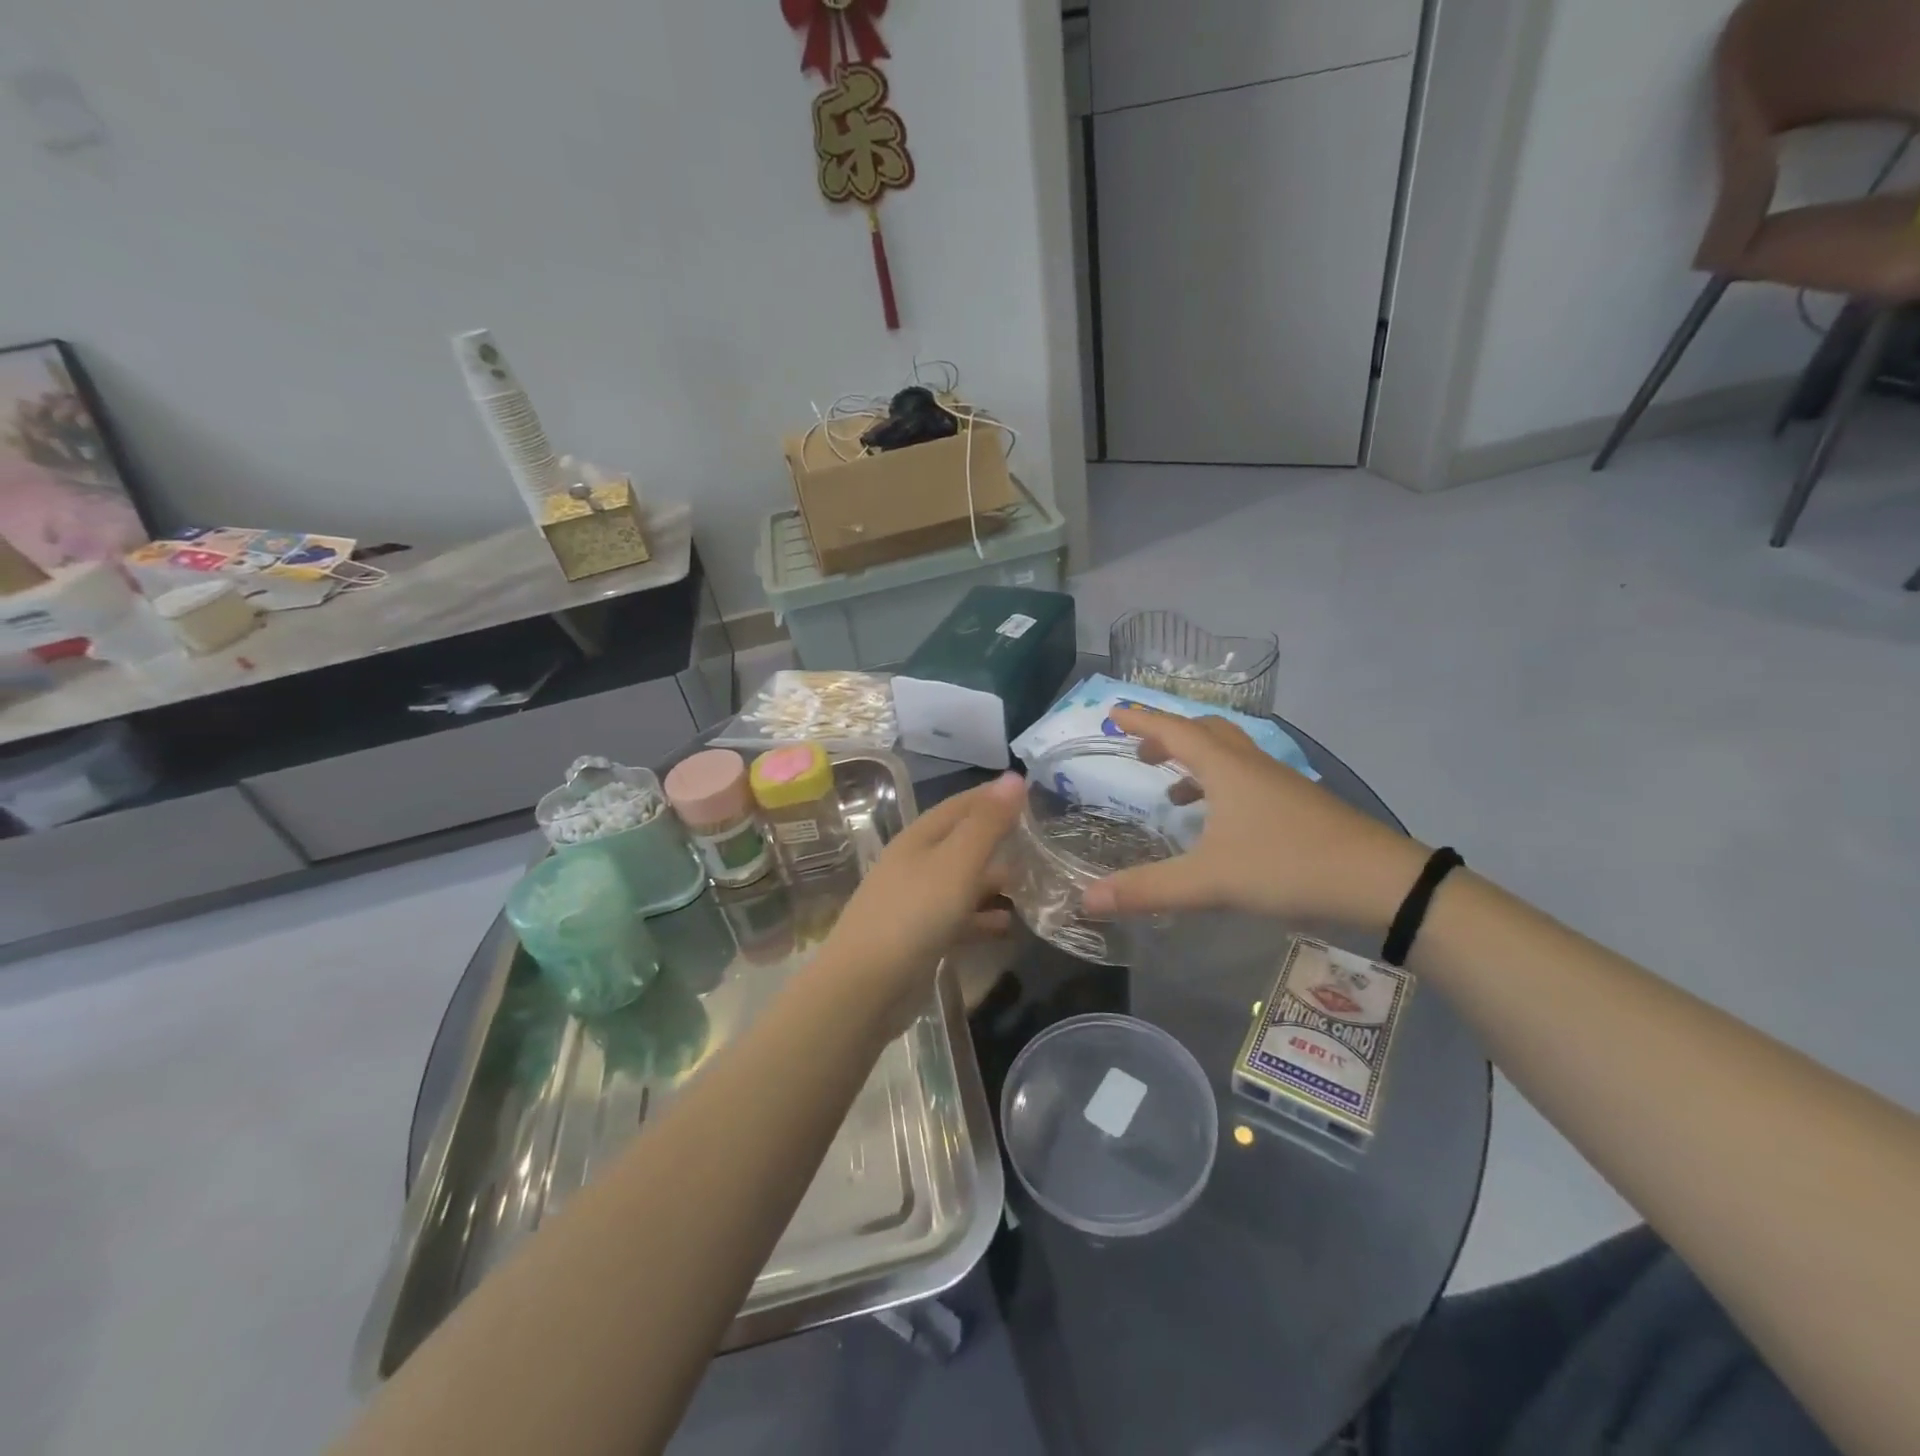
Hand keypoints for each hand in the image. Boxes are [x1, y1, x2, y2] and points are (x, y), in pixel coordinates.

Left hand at [815, 773, 1024, 1020]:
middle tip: (1045, 844)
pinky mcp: (922, 936)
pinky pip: (960, 918)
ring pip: (964, 881)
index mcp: (920, 837)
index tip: (1033, 791)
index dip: (994, 796)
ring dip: (996, 882)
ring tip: (1036, 886)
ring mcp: (917, 901)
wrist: (865, 987)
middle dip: (1001, 841)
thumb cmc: (914, 914)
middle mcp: (917, 863)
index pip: (962, 804)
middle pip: (964, 842)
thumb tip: (1014, 777)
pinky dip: (984, 918)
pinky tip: (1010, 926)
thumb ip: (987, 823)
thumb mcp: (957, 863)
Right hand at [1080, 709, 1428, 929]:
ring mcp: (1280, 783)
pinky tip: (1221, 824)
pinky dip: (1222, 786)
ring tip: (1173, 792)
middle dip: (1169, 737)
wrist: (1380, 881)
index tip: (1114, 712)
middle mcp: (1252, 765)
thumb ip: (1148, 889)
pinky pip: (1249, 778)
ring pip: (1231, 755)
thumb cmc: (1288, 866)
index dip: (1142, 721)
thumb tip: (1087, 900)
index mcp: (1226, 769)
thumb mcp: (1210, 881)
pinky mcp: (1299, 804)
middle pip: (1206, 732)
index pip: (1174, 731)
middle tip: (1142, 753)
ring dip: (1197, 763)